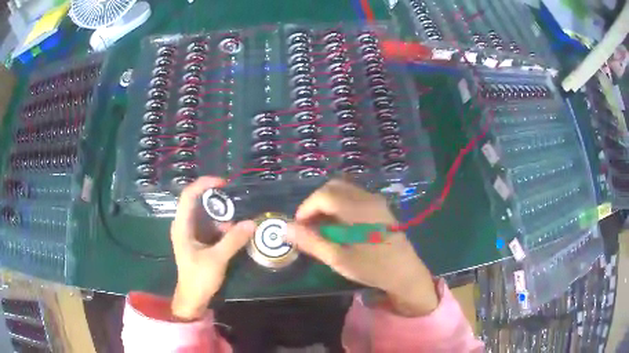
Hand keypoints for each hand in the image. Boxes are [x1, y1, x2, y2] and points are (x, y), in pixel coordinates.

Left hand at [170, 176, 255, 320]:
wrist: (193, 299)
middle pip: (199, 204)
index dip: (204, 184)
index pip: (189, 195)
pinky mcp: (198, 242)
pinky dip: (222, 229)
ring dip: (222, 218)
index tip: (224, 183)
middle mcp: (184, 225)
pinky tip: (234, 235)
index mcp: (182, 226)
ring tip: (238, 225)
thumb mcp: (217, 259)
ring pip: (207, 216)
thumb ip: (233, 240)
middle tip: (236, 205)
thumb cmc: (199, 278)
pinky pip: (211, 228)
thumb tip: (252, 223)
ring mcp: (191, 234)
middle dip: (218, 203)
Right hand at [287, 179, 438, 316]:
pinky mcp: (380, 207)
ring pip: (343, 190)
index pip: (324, 195)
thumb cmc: (373, 268)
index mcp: (358, 209)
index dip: (306, 208)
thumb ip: (312, 242)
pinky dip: (339, 205)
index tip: (299, 227)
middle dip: (315, 203)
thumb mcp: (339, 259)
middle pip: (333, 187)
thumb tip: (286, 228)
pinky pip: (354, 196)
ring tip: (322, 227)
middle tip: (309, 226)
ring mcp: (376, 201)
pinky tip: (339, 225)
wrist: (405, 273)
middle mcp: (368, 198)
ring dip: (327, 203)